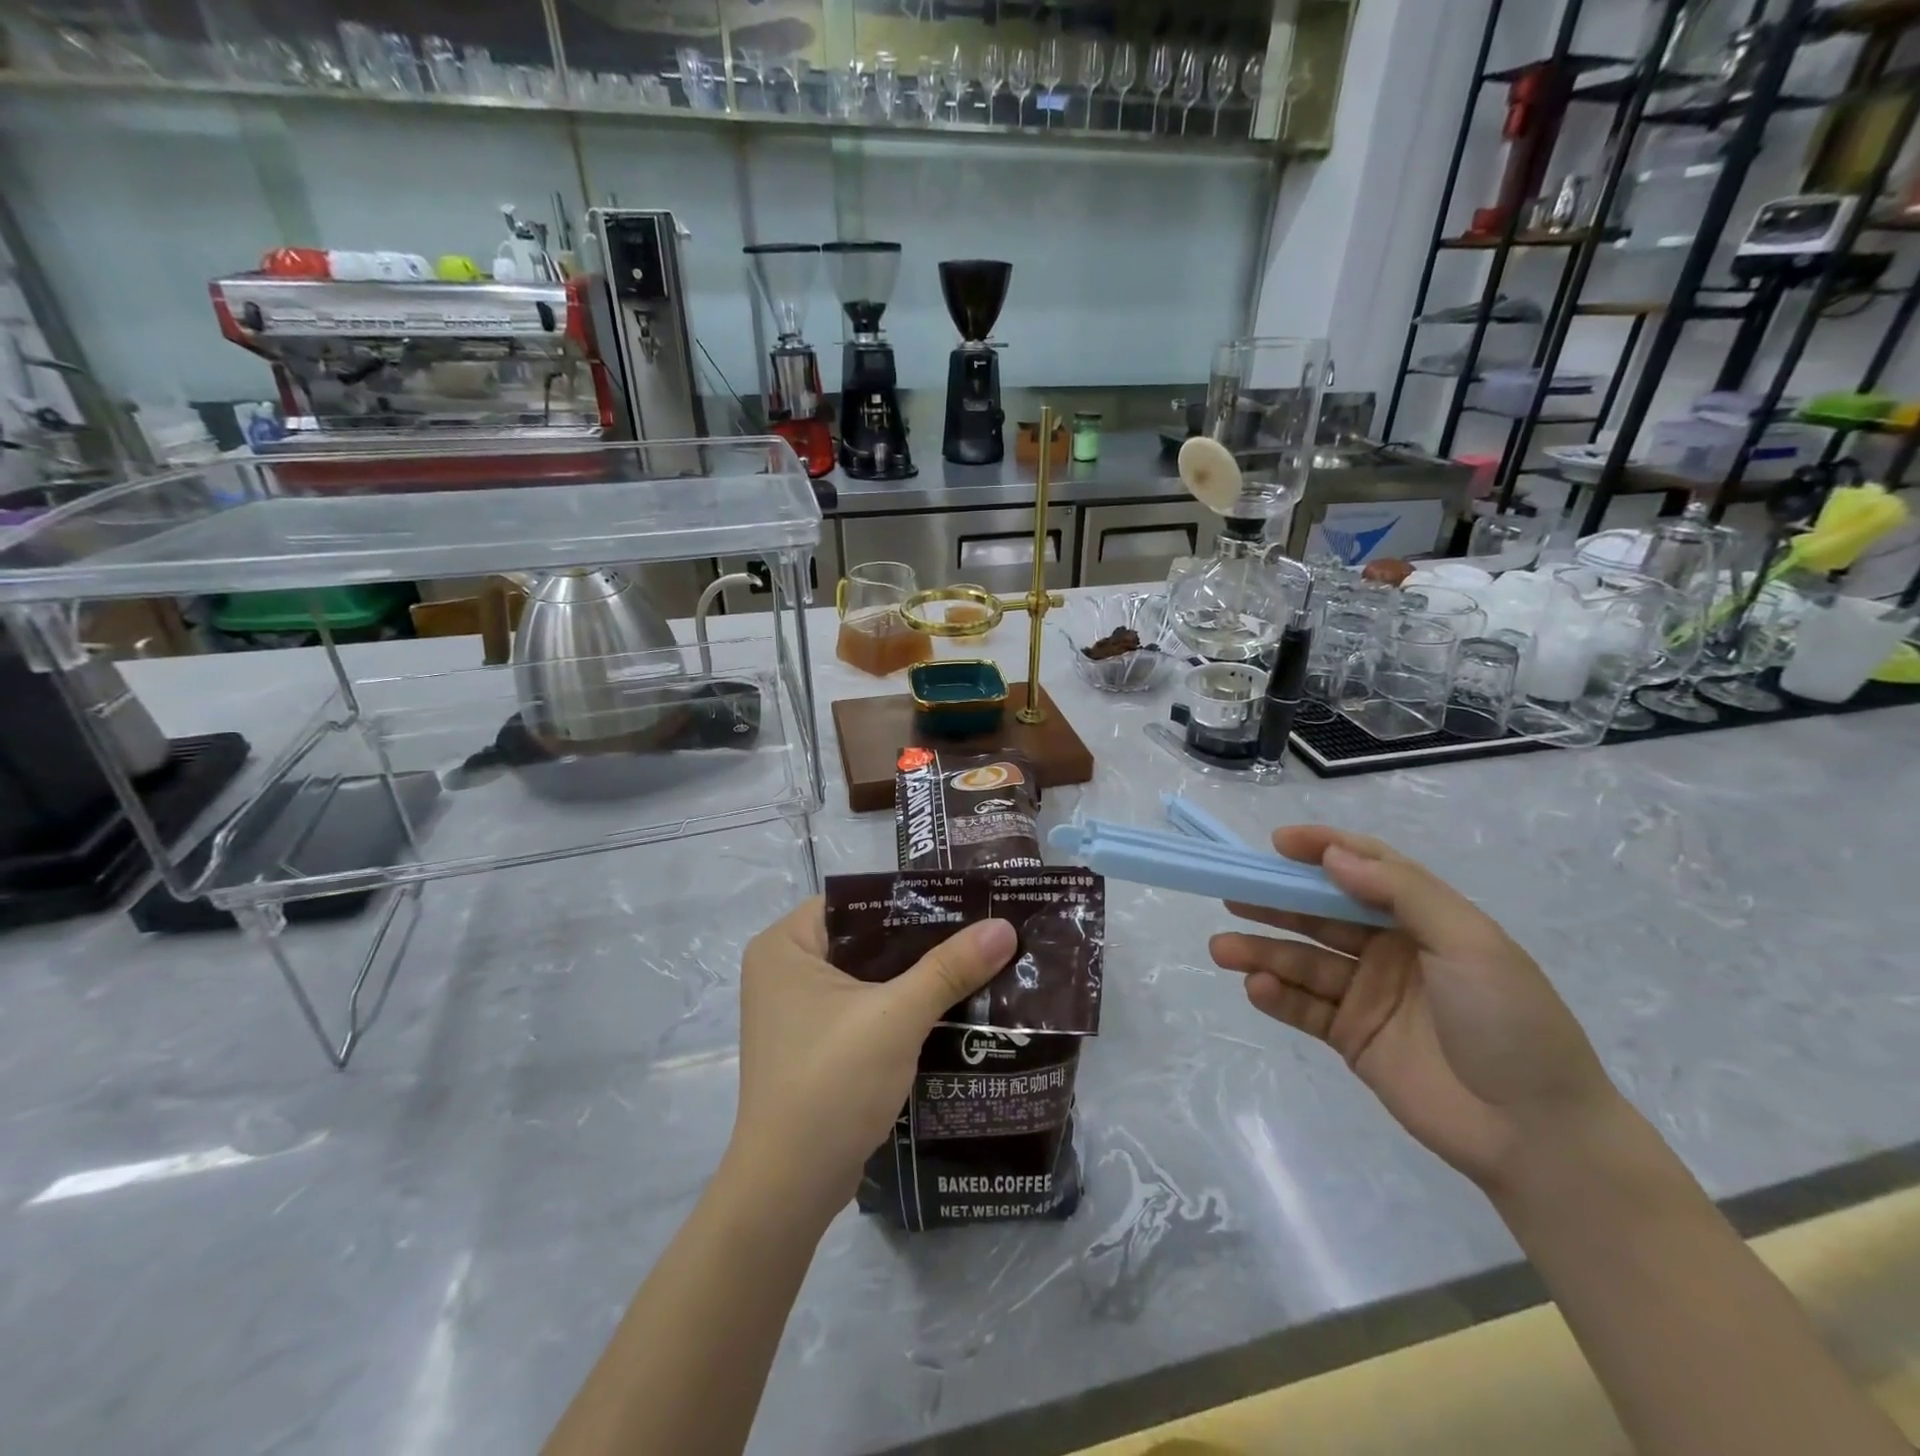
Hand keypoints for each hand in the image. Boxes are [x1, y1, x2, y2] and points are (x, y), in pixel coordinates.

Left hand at [728, 899, 1016, 1221]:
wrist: (789, 1190)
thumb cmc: (831, 1083)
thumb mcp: (897, 1017)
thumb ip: (950, 968)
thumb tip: (1005, 926)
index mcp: (787, 944)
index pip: (856, 899)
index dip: (911, 897)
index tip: (965, 898)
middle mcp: (785, 968)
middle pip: (866, 937)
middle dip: (923, 938)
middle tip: (980, 928)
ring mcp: (797, 1009)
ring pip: (869, 974)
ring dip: (917, 974)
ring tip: (976, 961)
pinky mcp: (814, 1043)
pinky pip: (865, 1006)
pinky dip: (902, 1005)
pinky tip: (950, 1005)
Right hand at [1209, 826, 1622, 1189]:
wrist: (1537, 1136)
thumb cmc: (1510, 1023)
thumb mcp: (1470, 944)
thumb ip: (1401, 893)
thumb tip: (1334, 856)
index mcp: (1424, 920)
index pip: (1365, 869)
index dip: (1322, 850)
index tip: (1278, 843)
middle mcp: (1390, 950)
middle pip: (1320, 915)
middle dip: (1275, 902)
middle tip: (1231, 893)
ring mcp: (1368, 995)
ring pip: (1304, 961)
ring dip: (1262, 951)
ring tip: (1222, 948)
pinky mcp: (1352, 1038)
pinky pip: (1305, 1008)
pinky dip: (1277, 995)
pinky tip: (1257, 987)